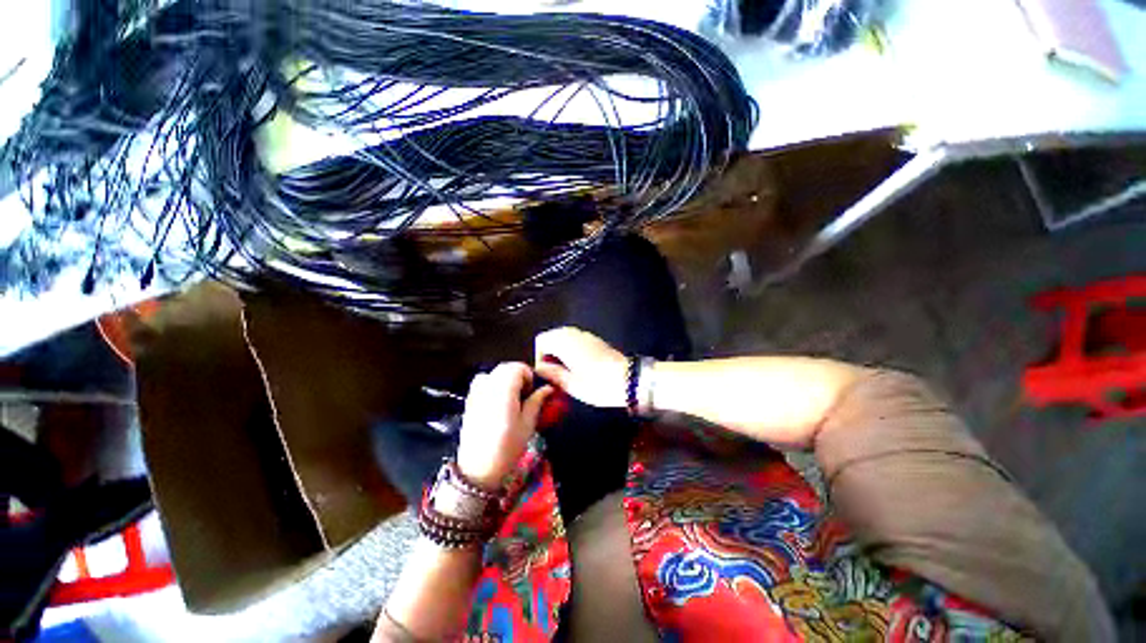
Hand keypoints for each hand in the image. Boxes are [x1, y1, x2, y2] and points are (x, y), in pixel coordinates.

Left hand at [456, 362, 552, 490]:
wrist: (478, 469)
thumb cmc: (507, 447)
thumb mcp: (528, 424)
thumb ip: (537, 401)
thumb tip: (548, 388)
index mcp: (504, 391)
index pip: (517, 367)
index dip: (528, 375)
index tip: (532, 391)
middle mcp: (488, 387)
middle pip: (504, 367)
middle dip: (518, 375)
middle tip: (525, 393)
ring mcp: (476, 393)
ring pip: (493, 372)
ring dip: (505, 378)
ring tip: (512, 396)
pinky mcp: (469, 401)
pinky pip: (482, 382)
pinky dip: (492, 383)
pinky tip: (497, 400)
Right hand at [534, 327, 627, 408]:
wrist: (629, 380)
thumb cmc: (597, 384)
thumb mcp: (571, 384)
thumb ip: (552, 374)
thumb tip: (540, 369)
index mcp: (564, 342)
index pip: (541, 340)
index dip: (539, 356)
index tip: (545, 372)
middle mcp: (574, 334)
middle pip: (552, 336)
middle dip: (549, 351)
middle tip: (554, 372)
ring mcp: (586, 335)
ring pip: (564, 336)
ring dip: (560, 349)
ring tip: (565, 370)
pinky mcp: (596, 339)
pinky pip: (576, 338)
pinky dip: (571, 348)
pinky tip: (578, 365)